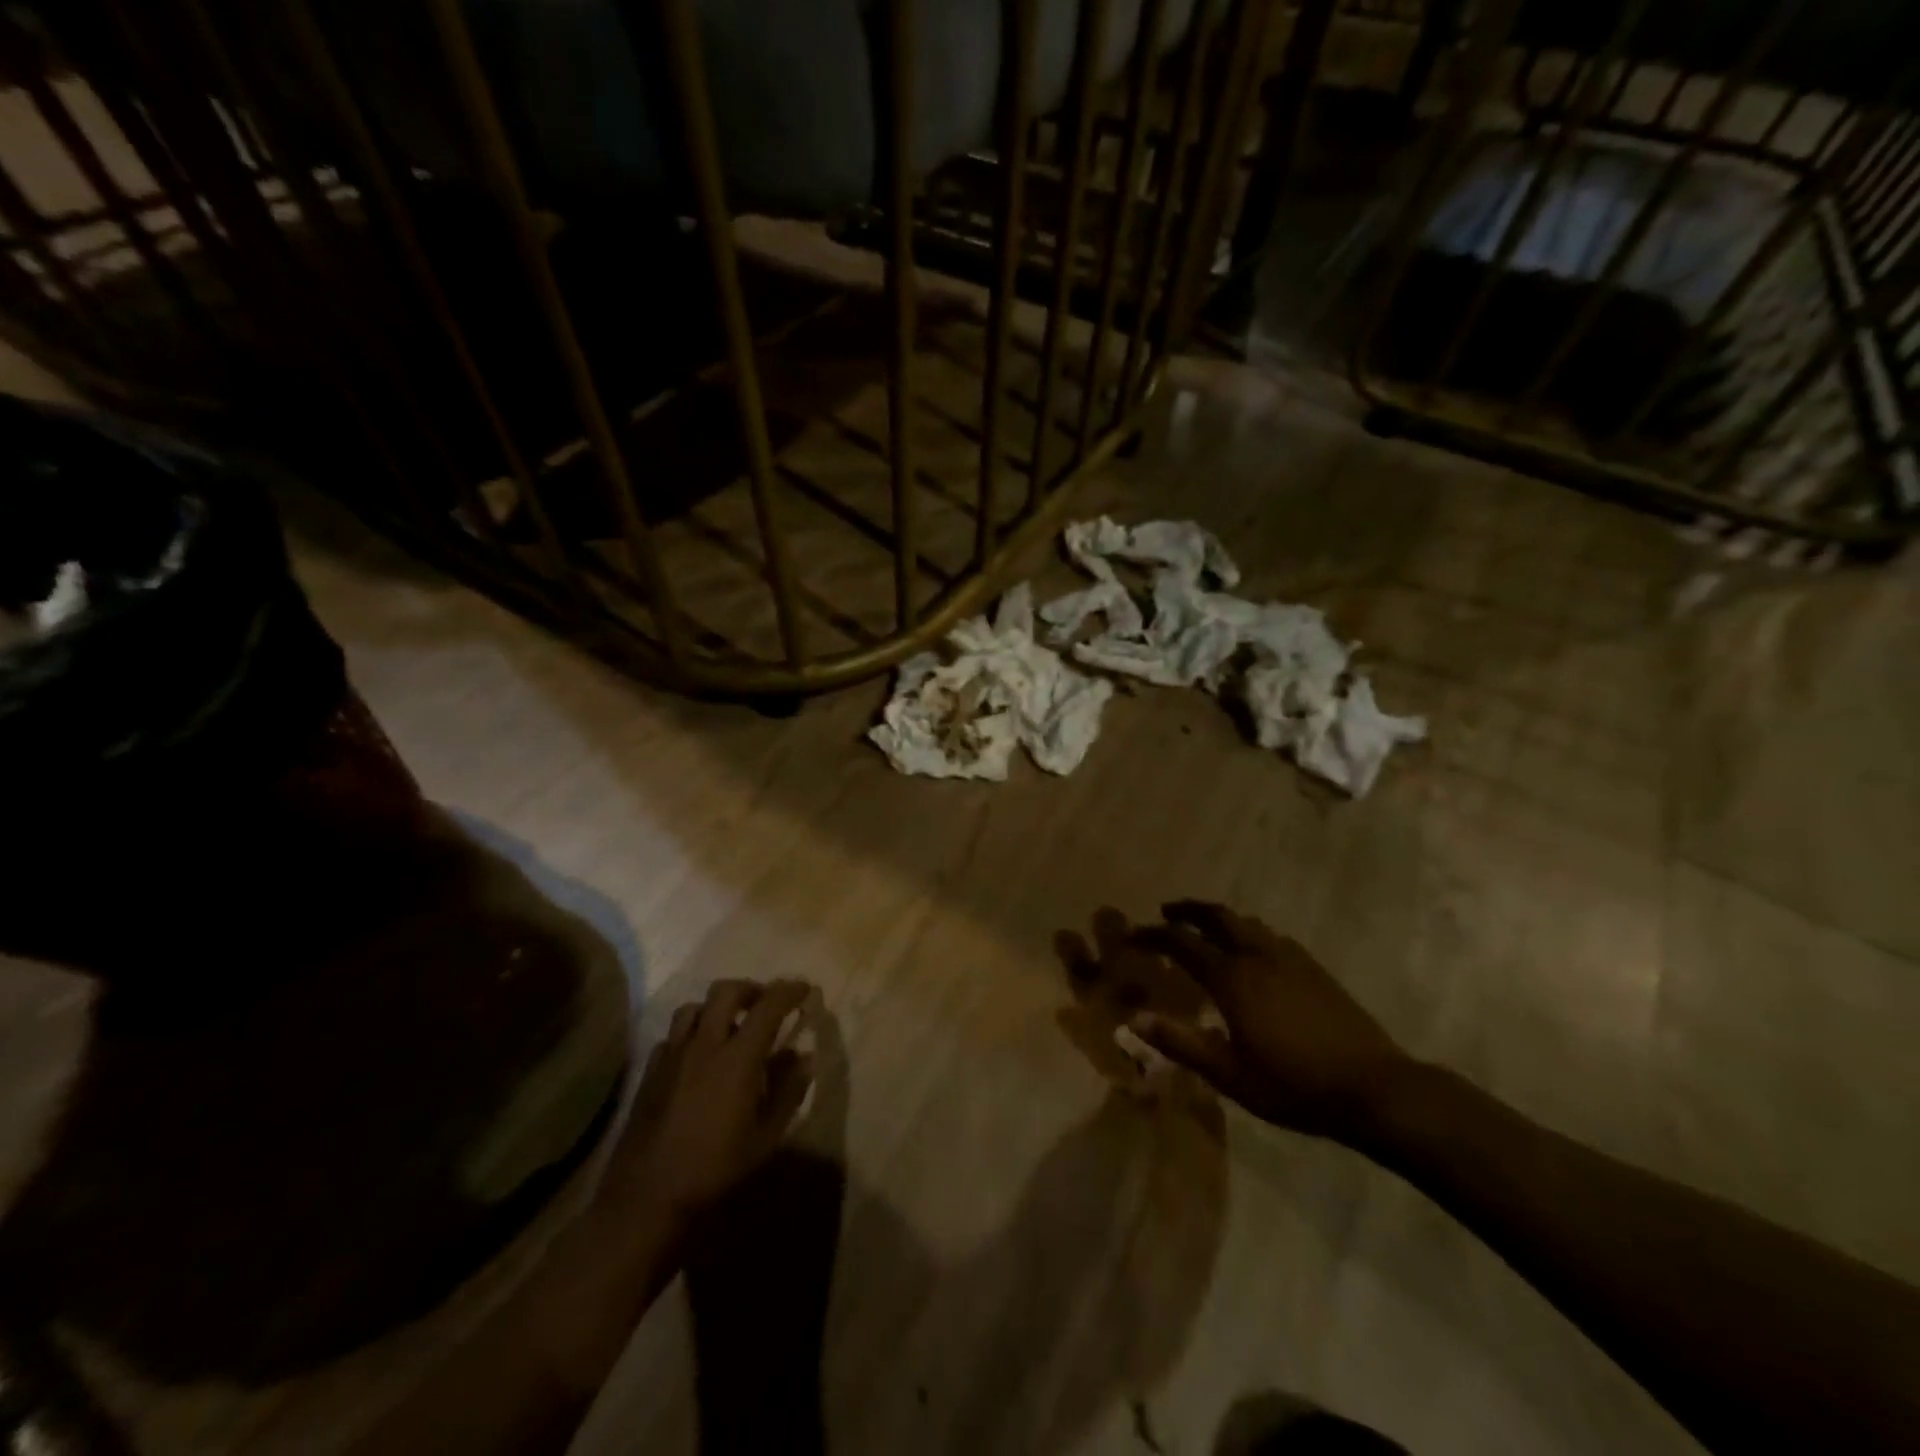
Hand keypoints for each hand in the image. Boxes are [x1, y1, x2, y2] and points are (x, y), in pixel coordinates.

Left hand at [602, 979, 815, 1231]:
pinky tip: (698, 1058)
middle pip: (725, 991)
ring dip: (717, 1008)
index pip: (768, 1006)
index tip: (804, 989)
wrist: (646, 1200)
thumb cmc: (715, 1170)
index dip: (789, 991)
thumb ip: (788, 1091)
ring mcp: (672, 1056)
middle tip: (765, 1004)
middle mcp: (703, 1045)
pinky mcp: (650, 1073)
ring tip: (730, 1027)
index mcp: (737, 1057)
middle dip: (750, 989)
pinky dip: (691, 1035)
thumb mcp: (766, 1137)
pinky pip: (672, 1036)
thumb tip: (803, 1057)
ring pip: (693, 1008)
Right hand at [1129, 901, 1412, 1144]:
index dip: (1153, 935)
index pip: (1181, 942)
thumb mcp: (1230, 1074)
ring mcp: (1290, 959)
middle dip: (1188, 910)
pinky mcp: (1315, 969)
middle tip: (1167, 912)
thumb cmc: (1294, 1086)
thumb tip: (1134, 1019)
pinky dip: (1249, 932)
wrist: (1375, 1089)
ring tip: (1205, 928)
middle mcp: (1258, 956)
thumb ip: (1181, 1043)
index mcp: (1233, 978)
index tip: (1133, 936)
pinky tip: (1254, 952)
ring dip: (1219, 919)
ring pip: (1247, 923)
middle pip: (1217, 916)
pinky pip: (1271, 936)